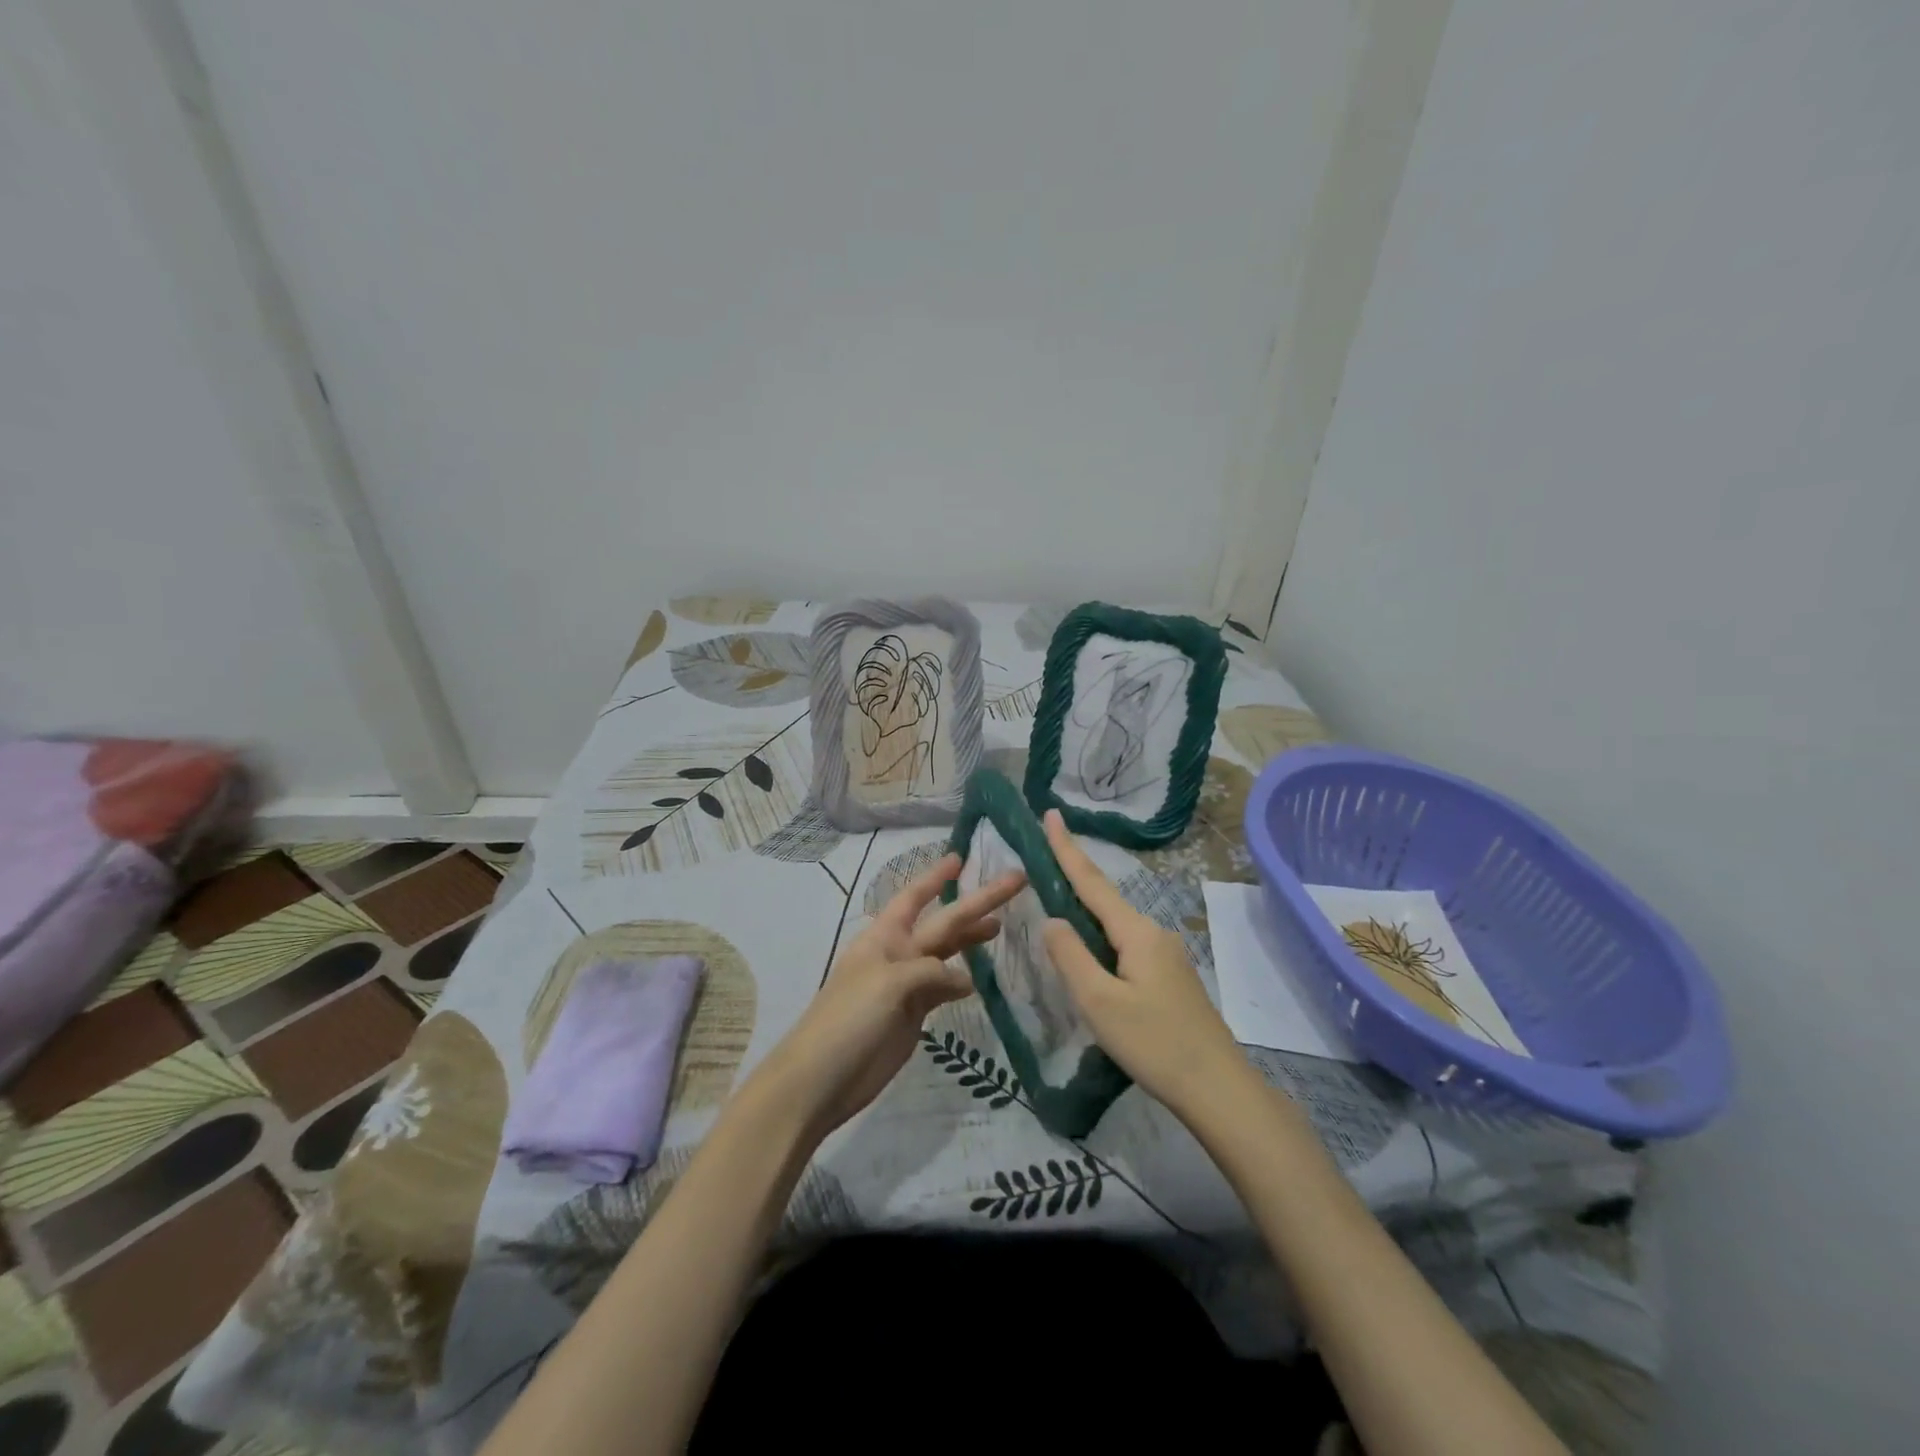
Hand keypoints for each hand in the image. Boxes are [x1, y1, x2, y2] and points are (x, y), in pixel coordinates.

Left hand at [747, 852, 1025, 1138]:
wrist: (822, 1079)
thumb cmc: (848, 1019)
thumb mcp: (888, 983)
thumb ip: (929, 971)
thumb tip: (965, 980)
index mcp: (885, 936)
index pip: (914, 897)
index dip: (936, 877)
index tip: (961, 857)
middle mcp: (898, 953)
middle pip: (944, 922)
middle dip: (976, 903)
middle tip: (1015, 881)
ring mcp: (907, 985)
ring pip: (947, 953)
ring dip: (971, 938)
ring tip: (1001, 925)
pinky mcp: (914, 1015)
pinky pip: (944, 988)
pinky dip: (963, 981)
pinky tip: (981, 977)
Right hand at [1039, 809, 1249, 1119]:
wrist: (1218, 1089)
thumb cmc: (1154, 1043)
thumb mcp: (1099, 1001)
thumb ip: (1070, 956)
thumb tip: (1052, 919)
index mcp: (1136, 932)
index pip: (1092, 882)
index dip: (1067, 849)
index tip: (1051, 813)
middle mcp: (1153, 933)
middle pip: (1104, 901)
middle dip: (1073, 879)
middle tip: (1042, 861)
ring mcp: (1166, 956)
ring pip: (1115, 927)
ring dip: (1086, 916)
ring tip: (1056, 913)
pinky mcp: (1170, 979)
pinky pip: (1126, 947)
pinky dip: (1101, 942)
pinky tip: (1090, 960)